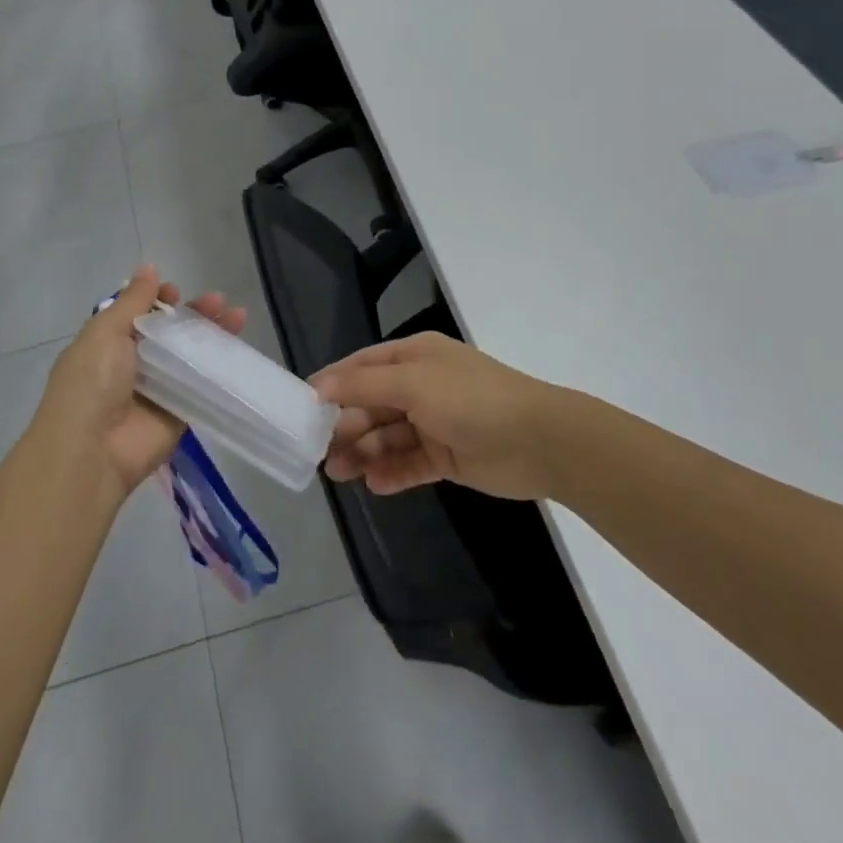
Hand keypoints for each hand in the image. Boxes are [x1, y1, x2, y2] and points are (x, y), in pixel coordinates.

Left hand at [29, 265, 247, 503]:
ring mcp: (157, 390)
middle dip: (193, 314)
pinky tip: (238, 353)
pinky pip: (201, 388)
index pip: (138, 315)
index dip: (158, 300)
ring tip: (238, 317)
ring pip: (189, 357)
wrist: (91, 452)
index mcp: (107, 344)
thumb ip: (132, 300)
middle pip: (169, 334)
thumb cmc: (91, 382)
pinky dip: (219, 370)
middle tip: (218, 301)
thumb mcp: (105, 332)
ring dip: (212, 337)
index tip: (174, 291)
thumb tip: (149, 268)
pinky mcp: (178, 414)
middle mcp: (132, 365)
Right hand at [313, 332, 559, 499]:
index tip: (302, 407)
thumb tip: (319, 386)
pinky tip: (375, 484)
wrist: (541, 441)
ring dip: (363, 452)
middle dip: (345, 426)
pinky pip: (410, 463)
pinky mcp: (448, 456)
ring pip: (388, 436)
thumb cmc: (471, 400)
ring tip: (339, 474)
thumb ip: (363, 385)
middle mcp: (422, 386)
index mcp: (414, 358)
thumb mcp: (413, 383)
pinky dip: (392, 472)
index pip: (362, 367)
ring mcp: (435, 422)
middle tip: (318, 452)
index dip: (332, 384)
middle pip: (372, 404)